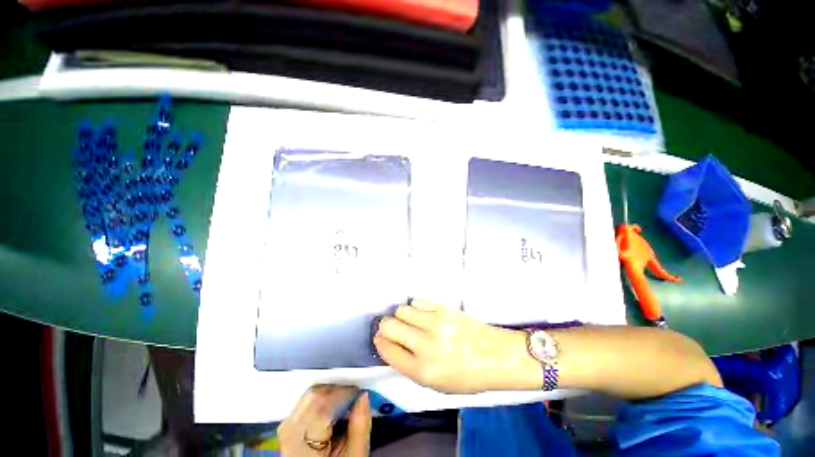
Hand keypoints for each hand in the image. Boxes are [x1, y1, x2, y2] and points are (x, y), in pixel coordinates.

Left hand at [277, 385, 371, 456]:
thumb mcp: (354, 455)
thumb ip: (360, 426)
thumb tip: (364, 395)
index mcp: (303, 445)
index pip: (324, 406)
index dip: (345, 393)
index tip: (361, 391)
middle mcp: (289, 432)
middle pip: (315, 396)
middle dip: (338, 390)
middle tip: (355, 395)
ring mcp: (286, 428)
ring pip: (310, 395)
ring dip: (331, 393)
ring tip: (346, 402)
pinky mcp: (288, 425)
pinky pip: (305, 401)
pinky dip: (322, 399)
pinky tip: (333, 407)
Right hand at [373, 300, 539, 393]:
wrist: (495, 355)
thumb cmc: (467, 376)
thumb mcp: (436, 384)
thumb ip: (410, 367)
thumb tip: (391, 346)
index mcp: (422, 370)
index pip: (387, 350)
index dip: (380, 342)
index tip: (380, 338)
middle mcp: (425, 345)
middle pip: (389, 325)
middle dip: (385, 327)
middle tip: (392, 329)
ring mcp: (435, 322)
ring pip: (401, 310)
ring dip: (401, 316)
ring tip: (411, 322)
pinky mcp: (444, 308)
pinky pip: (418, 302)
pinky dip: (416, 308)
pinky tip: (424, 315)